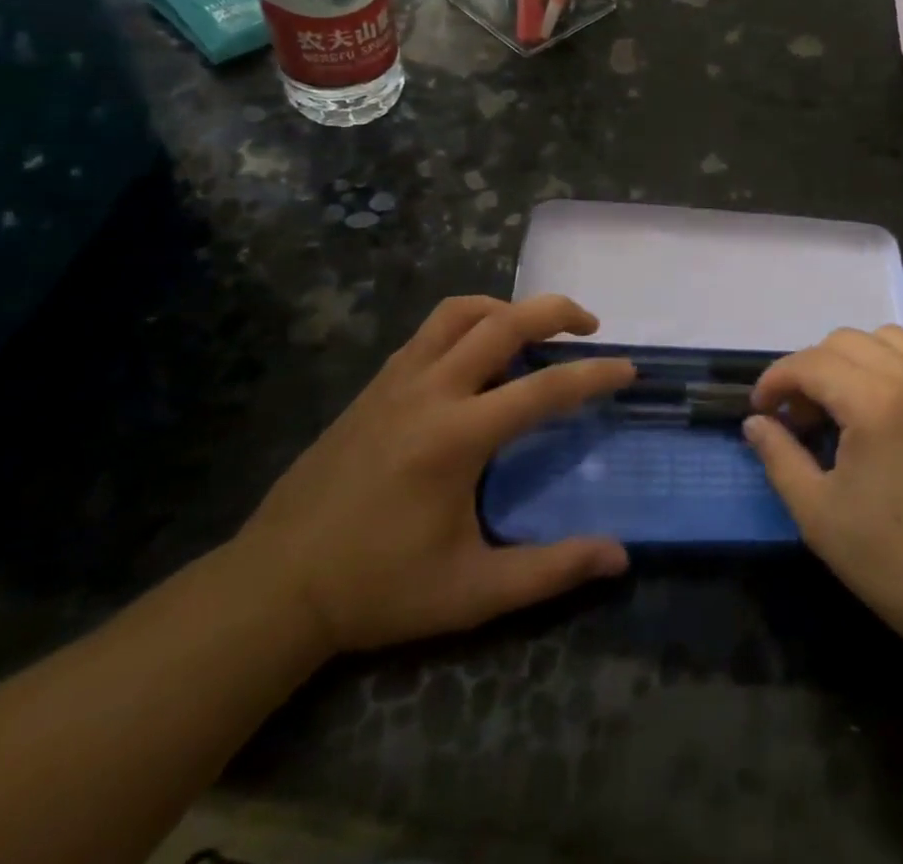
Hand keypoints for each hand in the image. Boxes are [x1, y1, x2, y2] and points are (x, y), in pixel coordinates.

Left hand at [231, 294, 633, 655]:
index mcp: (457, 438)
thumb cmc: (378, 589)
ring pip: (460, 313)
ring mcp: (396, 381)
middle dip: (555, 311)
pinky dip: (467, 324)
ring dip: (507, 309)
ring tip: (534, 330)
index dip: (593, 375)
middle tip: (590, 325)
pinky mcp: (374, 385)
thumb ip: (549, 571)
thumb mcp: (471, 592)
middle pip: (503, 323)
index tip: (627, 370)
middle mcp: (430, 392)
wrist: (274, 586)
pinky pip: (430, 331)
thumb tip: (619, 558)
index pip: (544, 388)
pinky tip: (477, 356)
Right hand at [744, 326, 902, 666]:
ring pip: (889, 339)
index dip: (776, 379)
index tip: (762, 408)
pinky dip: (898, 368)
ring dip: (855, 359)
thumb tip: (755, 421)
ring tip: (846, 403)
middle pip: (846, 341)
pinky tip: (890, 408)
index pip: (811, 363)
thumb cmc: (892, 559)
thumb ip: (779, 456)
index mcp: (875, 403)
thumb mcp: (818, 514)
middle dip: (811, 369)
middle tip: (801, 416)